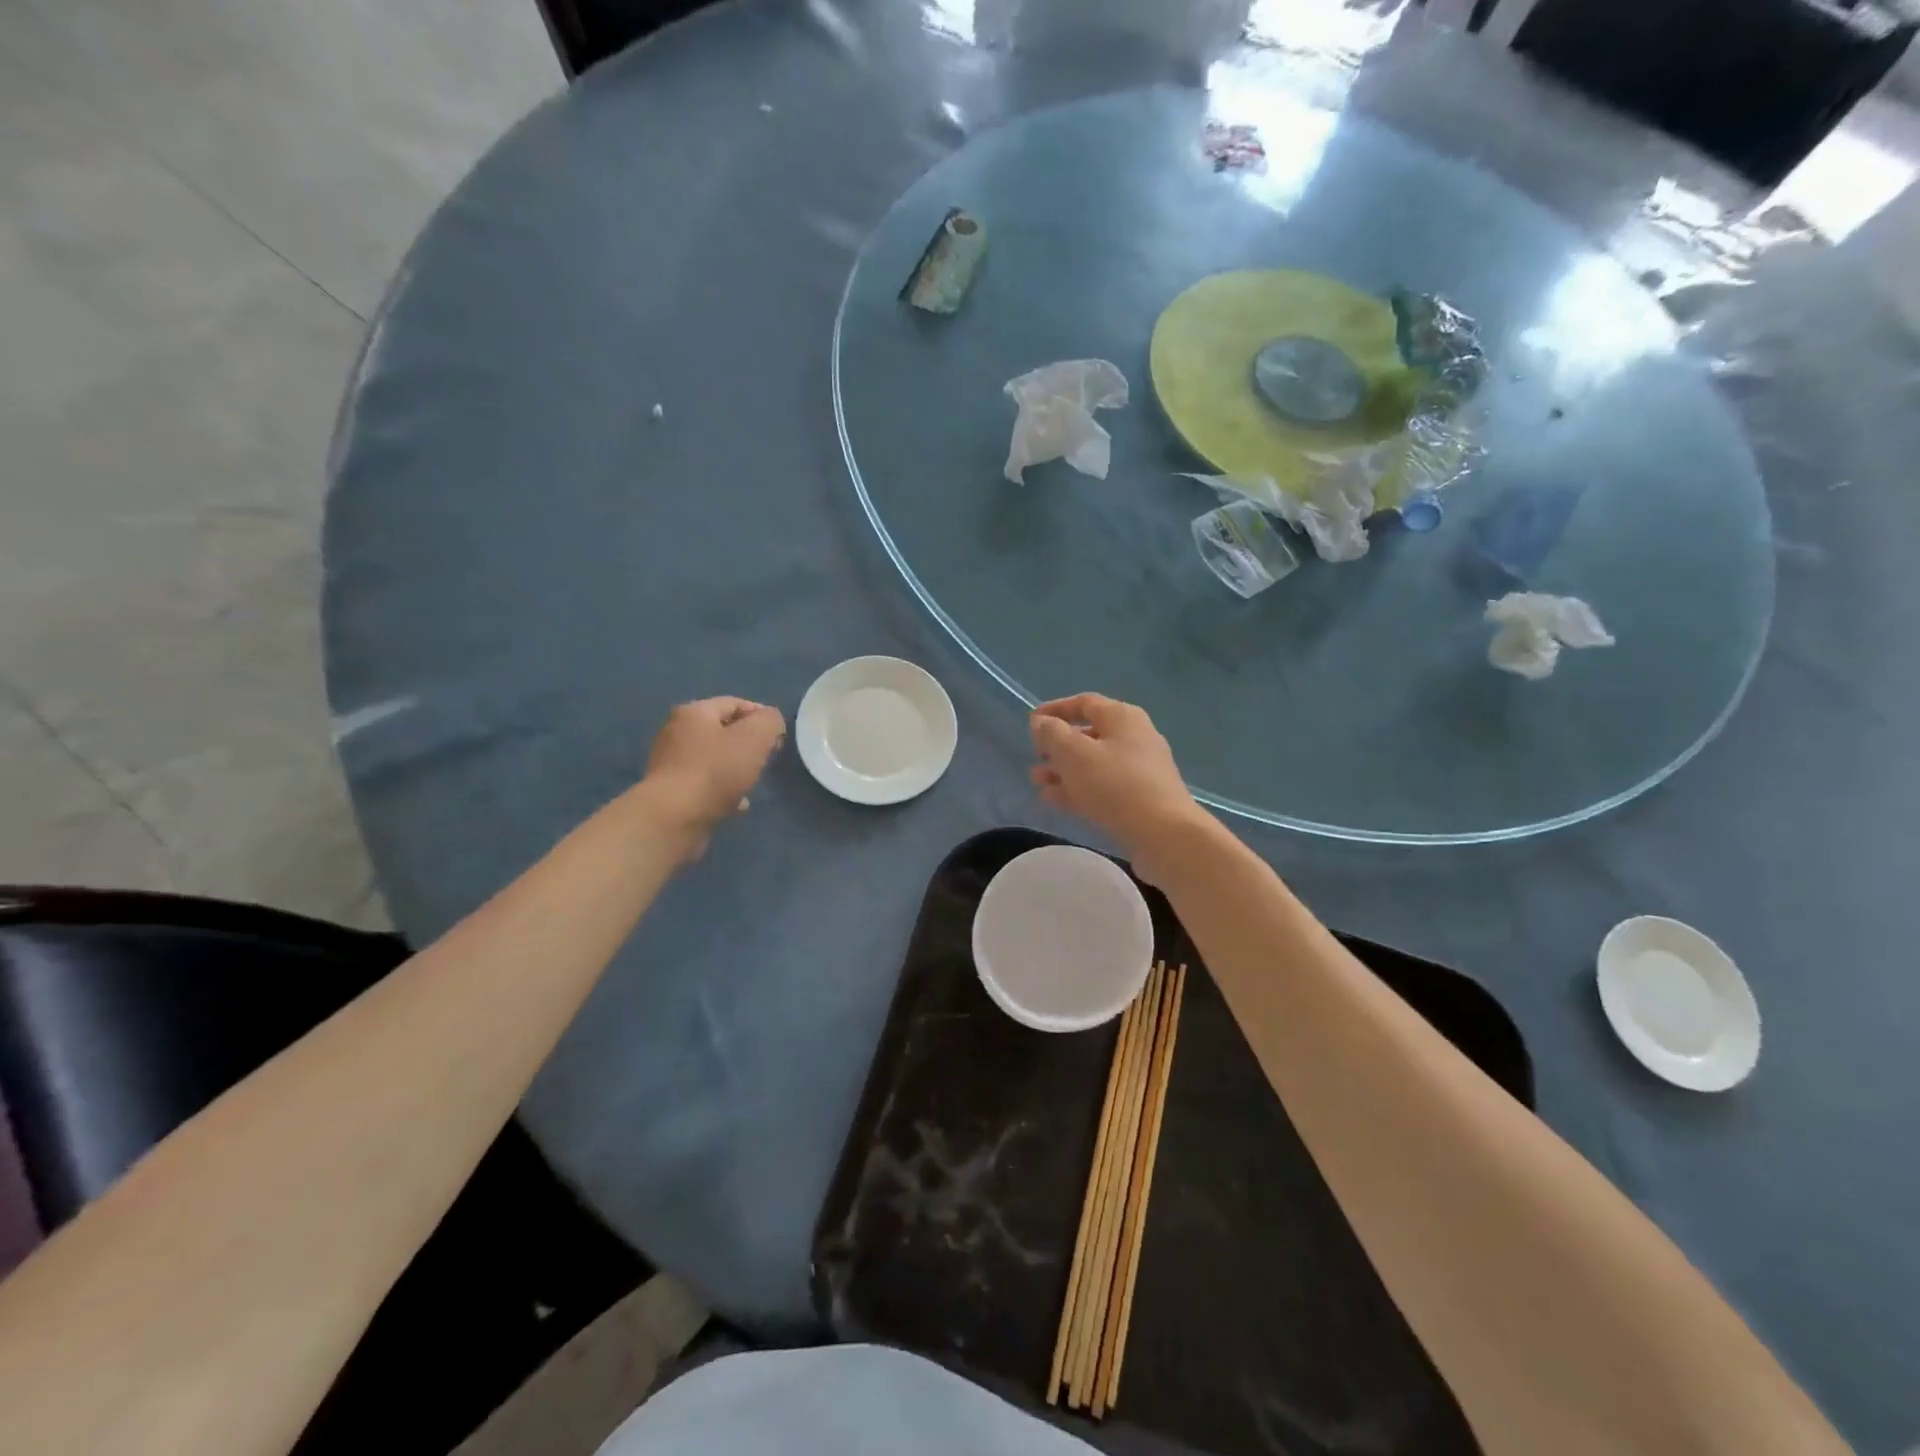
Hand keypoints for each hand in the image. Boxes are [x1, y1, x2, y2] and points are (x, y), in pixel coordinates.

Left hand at [641, 697, 785, 856]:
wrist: (673, 818)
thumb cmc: (716, 771)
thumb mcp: (756, 737)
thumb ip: (770, 721)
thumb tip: (770, 722)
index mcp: (694, 712)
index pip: (735, 703)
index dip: (761, 716)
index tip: (779, 737)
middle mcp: (677, 732)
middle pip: (723, 731)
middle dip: (749, 744)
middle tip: (768, 759)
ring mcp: (670, 763)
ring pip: (715, 759)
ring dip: (736, 768)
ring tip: (754, 782)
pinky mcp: (671, 792)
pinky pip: (704, 784)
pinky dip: (723, 790)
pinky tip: (738, 805)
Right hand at [1030, 694, 1209, 878]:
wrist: (1164, 834)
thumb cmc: (1115, 784)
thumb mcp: (1073, 753)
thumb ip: (1052, 734)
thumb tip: (1042, 723)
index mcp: (1122, 717)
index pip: (1084, 702)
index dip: (1055, 709)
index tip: (1031, 722)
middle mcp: (1135, 737)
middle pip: (1089, 734)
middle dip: (1058, 745)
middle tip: (1035, 756)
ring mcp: (1140, 770)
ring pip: (1094, 764)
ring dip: (1064, 770)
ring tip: (1038, 781)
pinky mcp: (1141, 799)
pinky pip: (1103, 786)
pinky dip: (1078, 789)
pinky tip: (1054, 799)